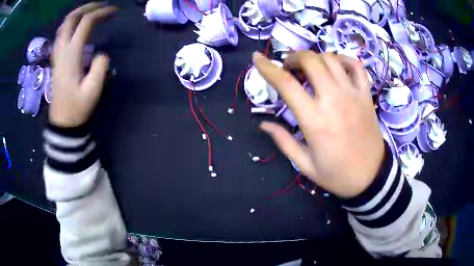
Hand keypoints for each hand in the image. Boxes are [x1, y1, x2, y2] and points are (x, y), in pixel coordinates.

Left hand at [50, 2, 117, 126]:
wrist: (62, 122)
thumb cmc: (77, 107)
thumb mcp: (93, 90)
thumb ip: (100, 66)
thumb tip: (101, 53)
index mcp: (71, 55)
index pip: (86, 23)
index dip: (101, 13)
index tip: (114, 12)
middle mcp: (62, 50)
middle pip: (71, 19)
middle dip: (88, 8)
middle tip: (102, 6)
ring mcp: (57, 54)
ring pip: (63, 25)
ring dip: (77, 14)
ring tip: (90, 12)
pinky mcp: (56, 59)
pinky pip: (60, 34)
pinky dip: (70, 24)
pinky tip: (76, 26)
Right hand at [253, 51, 384, 197]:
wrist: (371, 177)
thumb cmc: (337, 174)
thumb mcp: (305, 165)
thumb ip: (284, 141)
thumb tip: (263, 124)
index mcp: (315, 120)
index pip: (286, 84)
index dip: (268, 68)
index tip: (257, 58)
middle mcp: (334, 100)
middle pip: (311, 61)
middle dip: (294, 57)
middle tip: (289, 67)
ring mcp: (353, 95)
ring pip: (331, 59)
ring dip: (315, 57)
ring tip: (310, 68)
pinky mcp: (366, 95)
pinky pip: (356, 66)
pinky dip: (344, 59)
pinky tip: (336, 65)